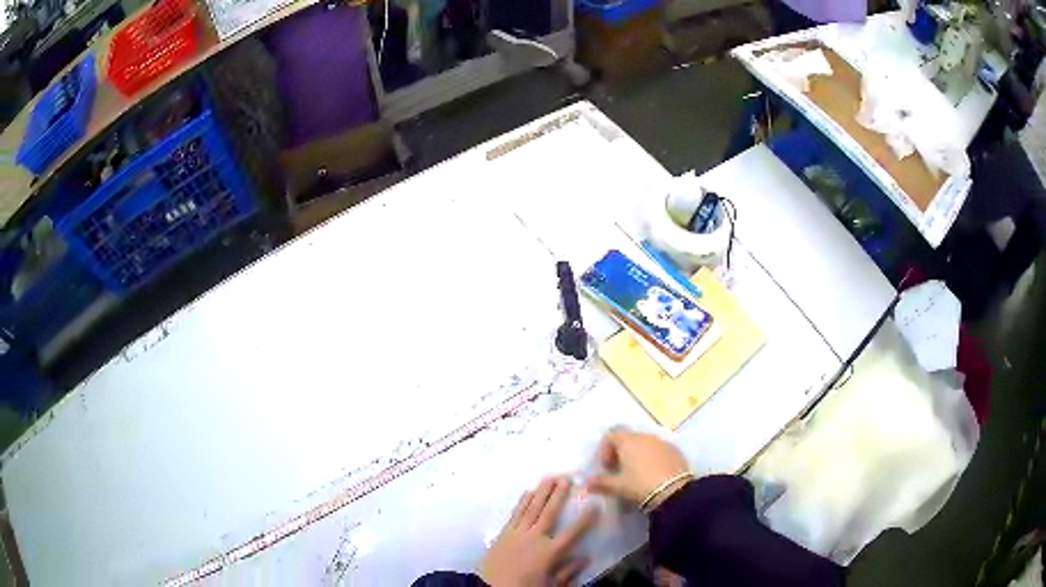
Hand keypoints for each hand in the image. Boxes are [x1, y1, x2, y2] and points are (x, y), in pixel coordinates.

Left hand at [480, 476, 597, 586]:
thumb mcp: (550, 585)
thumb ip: (567, 572)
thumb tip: (586, 558)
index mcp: (549, 553)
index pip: (572, 533)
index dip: (585, 519)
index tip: (595, 504)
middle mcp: (534, 539)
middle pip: (549, 513)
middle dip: (559, 495)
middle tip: (567, 477)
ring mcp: (517, 534)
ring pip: (532, 509)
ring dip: (541, 492)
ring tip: (550, 477)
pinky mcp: (503, 533)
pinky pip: (515, 514)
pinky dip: (522, 501)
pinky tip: (528, 492)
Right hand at [586, 429, 691, 509]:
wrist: (674, 491)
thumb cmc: (640, 485)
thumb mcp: (618, 486)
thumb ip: (600, 483)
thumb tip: (586, 483)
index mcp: (628, 441)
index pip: (610, 436)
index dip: (605, 450)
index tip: (607, 468)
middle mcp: (645, 436)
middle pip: (628, 438)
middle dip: (621, 452)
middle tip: (620, 471)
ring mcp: (662, 441)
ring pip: (644, 443)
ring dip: (637, 454)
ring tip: (637, 473)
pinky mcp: (675, 450)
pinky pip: (658, 449)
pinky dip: (652, 457)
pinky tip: (653, 474)